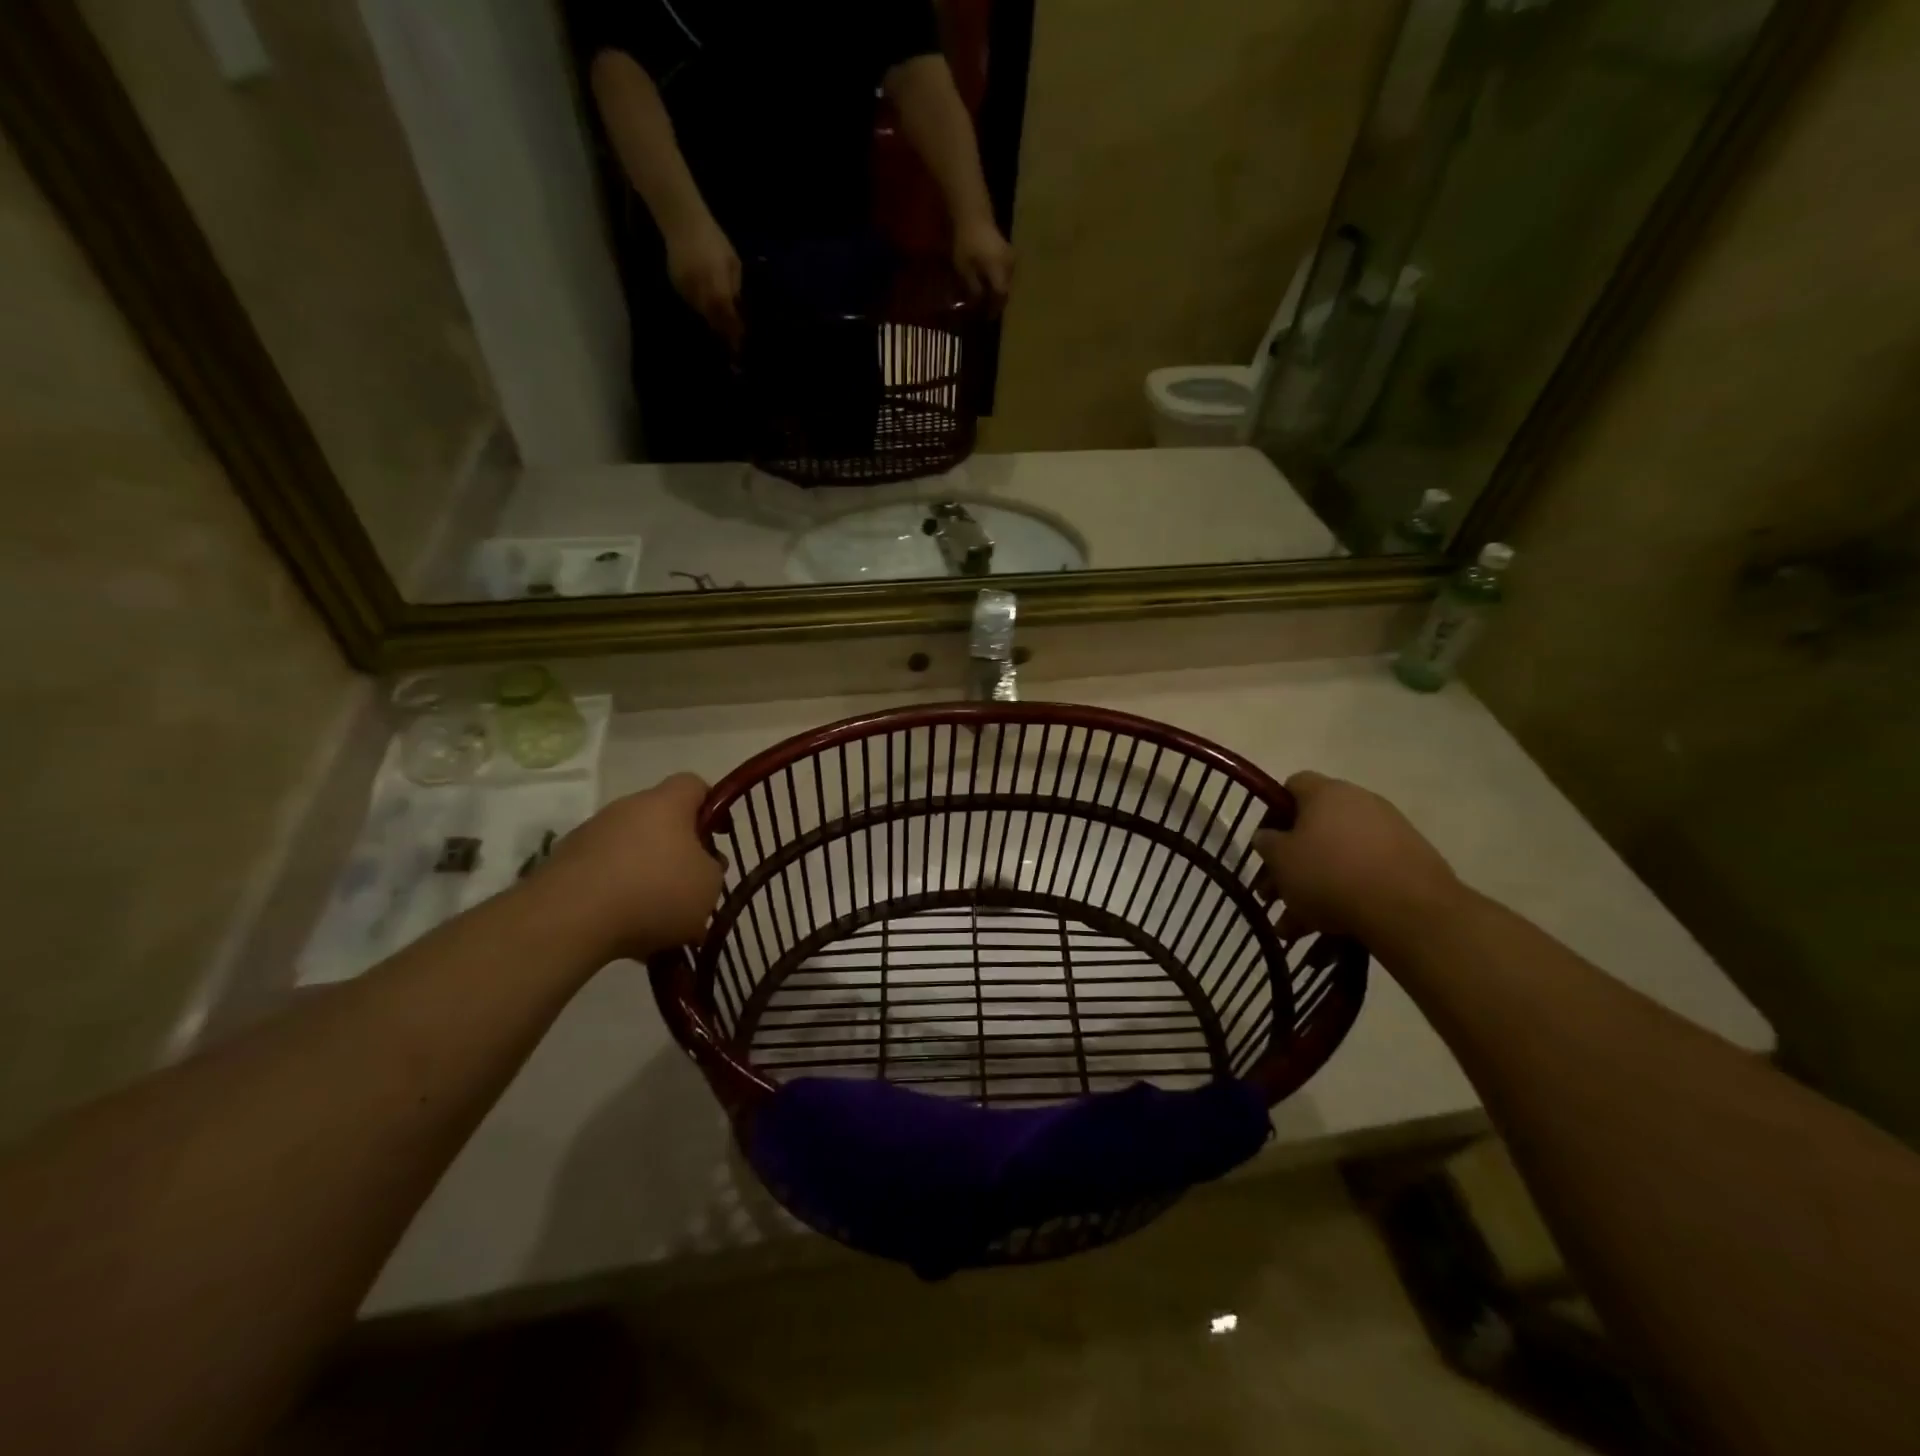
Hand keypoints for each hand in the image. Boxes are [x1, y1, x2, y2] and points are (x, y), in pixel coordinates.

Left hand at [539, 774, 723, 960]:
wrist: (569, 919)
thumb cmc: (655, 891)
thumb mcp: (709, 886)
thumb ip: (712, 871)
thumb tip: (701, 869)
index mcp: (666, 804)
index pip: (694, 785)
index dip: (712, 807)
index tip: (719, 837)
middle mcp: (626, 809)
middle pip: (661, 821)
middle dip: (678, 852)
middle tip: (690, 886)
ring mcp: (590, 835)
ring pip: (631, 851)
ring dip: (646, 877)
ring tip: (658, 922)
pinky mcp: (563, 865)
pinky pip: (603, 876)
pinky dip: (617, 898)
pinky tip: (626, 933)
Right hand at [665, 219, 742, 348]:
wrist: (682, 221)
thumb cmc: (713, 239)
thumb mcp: (732, 262)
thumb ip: (735, 287)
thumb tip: (737, 309)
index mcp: (716, 280)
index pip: (726, 312)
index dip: (733, 328)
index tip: (740, 342)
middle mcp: (699, 286)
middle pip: (713, 316)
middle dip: (723, 329)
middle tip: (732, 341)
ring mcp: (685, 286)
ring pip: (701, 312)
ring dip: (712, 319)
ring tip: (722, 326)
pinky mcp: (676, 284)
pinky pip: (691, 302)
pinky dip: (701, 307)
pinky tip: (708, 307)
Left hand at [953, 216, 1013, 307]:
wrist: (972, 212)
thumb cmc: (967, 241)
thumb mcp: (964, 267)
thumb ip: (973, 286)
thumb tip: (978, 301)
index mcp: (999, 271)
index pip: (1001, 296)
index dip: (995, 308)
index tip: (988, 317)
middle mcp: (1009, 265)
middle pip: (1006, 289)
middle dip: (997, 300)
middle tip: (988, 310)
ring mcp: (1010, 256)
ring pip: (1006, 280)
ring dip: (998, 289)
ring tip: (989, 298)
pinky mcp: (1007, 249)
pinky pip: (1005, 270)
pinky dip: (998, 279)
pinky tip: (989, 282)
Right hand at [1253, 772, 1460, 941]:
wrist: (1408, 909)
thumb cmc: (1330, 873)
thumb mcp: (1281, 859)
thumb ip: (1267, 843)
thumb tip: (1267, 836)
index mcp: (1326, 792)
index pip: (1293, 785)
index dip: (1275, 811)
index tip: (1267, 843)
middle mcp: (1360, 803)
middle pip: (1315, 828)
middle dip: (1291, 863)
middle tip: (1274, 893)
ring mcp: (1390, 833)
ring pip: (1337, 858)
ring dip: (1313, 888)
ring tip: (1296, 925)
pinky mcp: (1410, 864)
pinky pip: (1364, 876)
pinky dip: (1345, 897)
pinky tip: (1327, 929)